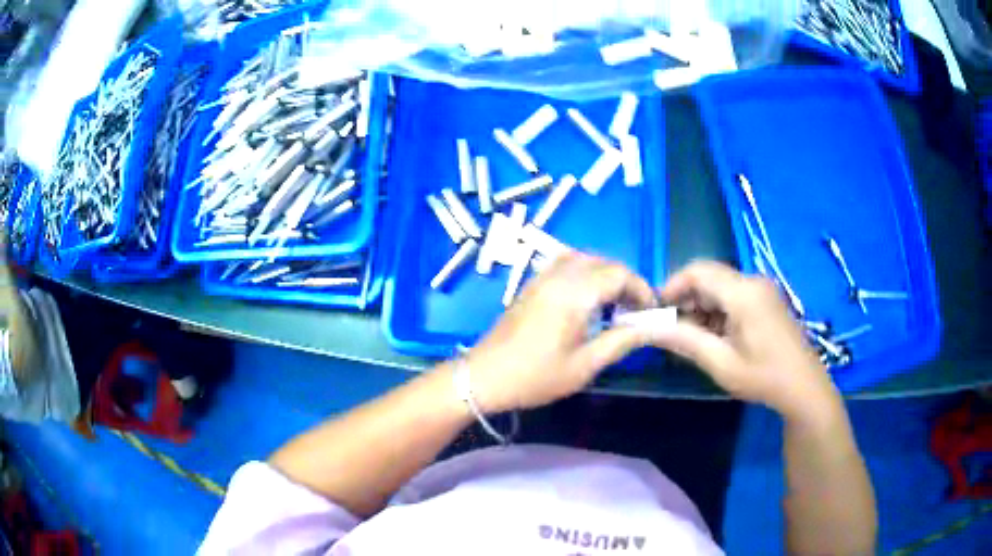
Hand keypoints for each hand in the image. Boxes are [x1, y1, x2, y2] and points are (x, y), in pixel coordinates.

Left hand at [465, 252, 658, 412]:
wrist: (484, 377)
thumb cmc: (536, 377)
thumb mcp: (585, 366)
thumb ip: (621, 341)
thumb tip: (650, 327)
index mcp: (573, 294)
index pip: (619, 274)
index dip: (641, 289)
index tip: (651, 311)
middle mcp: (557, 276)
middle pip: (603, 262)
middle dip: (626, 281)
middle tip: (635, 309)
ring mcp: (541, 278)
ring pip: (583, 259)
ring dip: (605, 274)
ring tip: (614, 303)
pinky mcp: (531, 284)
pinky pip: (564, 264)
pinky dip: (584, 273)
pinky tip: (587, 299)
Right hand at [654, 261, 838, 419]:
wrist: (804, 387)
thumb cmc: (763, 377)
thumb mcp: (721, 363)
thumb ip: (684, 341)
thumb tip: (648, 329)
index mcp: (743, 292)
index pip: (697, 272)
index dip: (672, 286)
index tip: (656, 312)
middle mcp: (753, 281)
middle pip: (709, 276)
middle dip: (686, 299)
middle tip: (672, 329)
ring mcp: (763, 289)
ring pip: (720, 286)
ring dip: (702, 306)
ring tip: (693, 338)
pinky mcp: (767, 299)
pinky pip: (734, 295)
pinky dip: (718, 311)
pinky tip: (716, 336)